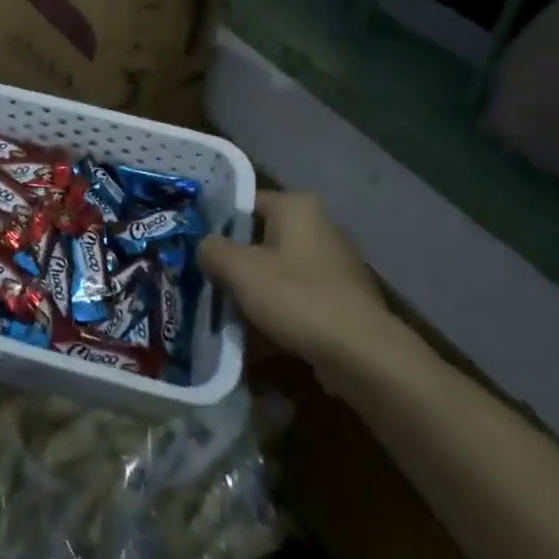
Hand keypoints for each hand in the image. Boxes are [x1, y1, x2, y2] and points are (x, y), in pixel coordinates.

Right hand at [199, 192, 403, 379]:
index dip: (218, 225)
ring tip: (225, 318)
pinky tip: (254, 342)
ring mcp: (333, 266)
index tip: (197, 249)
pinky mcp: (341, 301)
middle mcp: (319, 227)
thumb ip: (212, 250)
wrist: (361, 354)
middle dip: (234, 266)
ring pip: (277, 274)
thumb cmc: (296, 296)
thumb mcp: (239, 269)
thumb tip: (205, 247)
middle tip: (206, 284)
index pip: (246, 204)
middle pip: (261, 241)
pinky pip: (296, 300)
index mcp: (297, 207)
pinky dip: (276, 315)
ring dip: (252, 294)